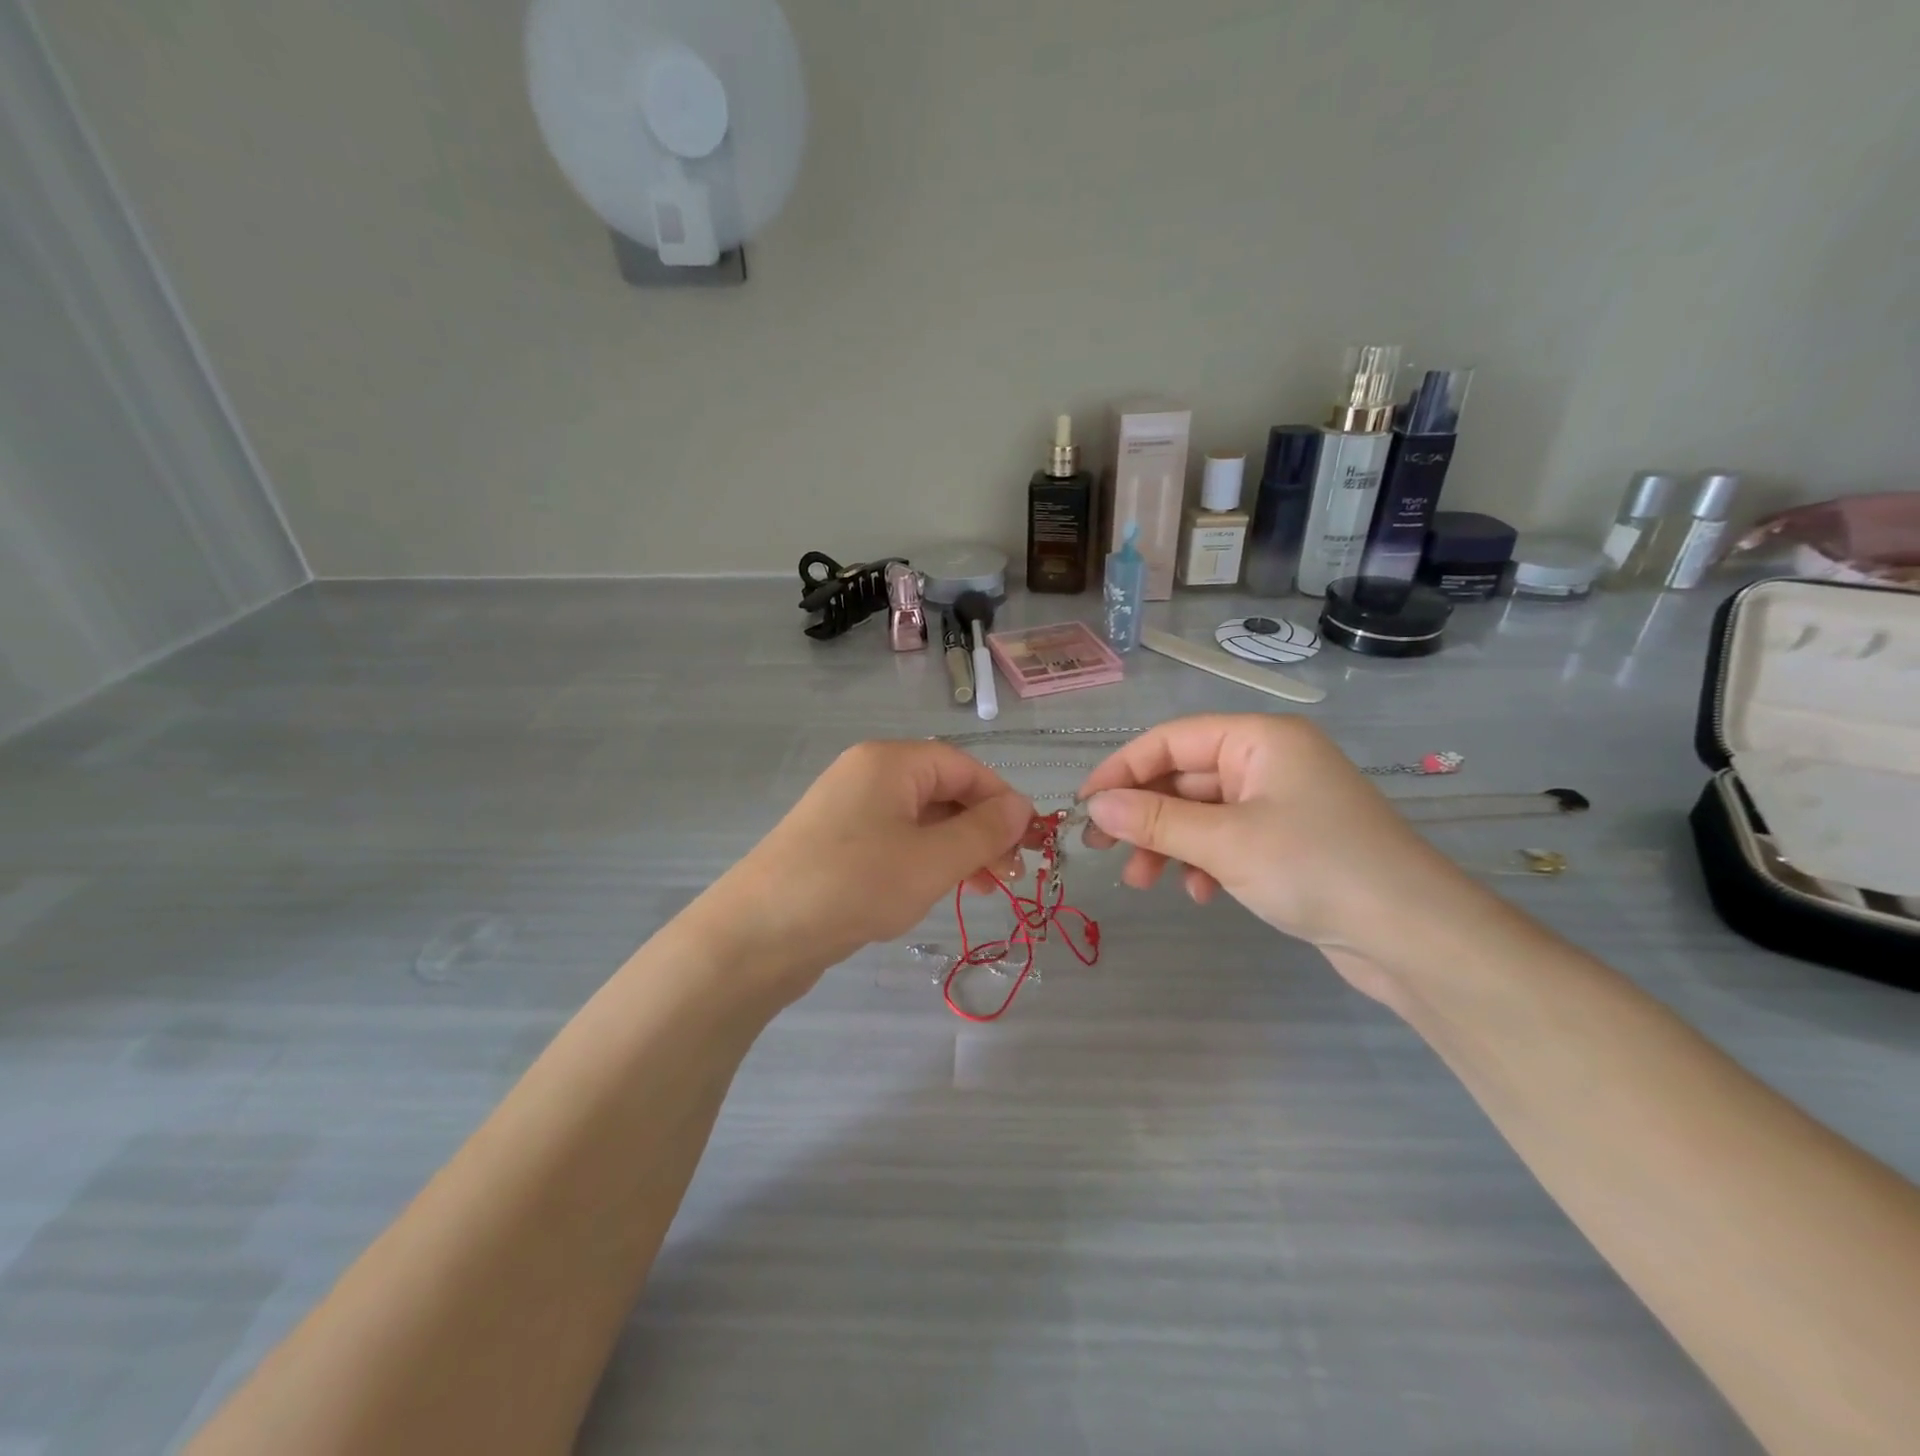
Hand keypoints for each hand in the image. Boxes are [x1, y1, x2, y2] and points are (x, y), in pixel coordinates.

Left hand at [701, 741, 1034, 999]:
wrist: (757, 934)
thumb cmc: (855, 884)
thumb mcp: (932, 860)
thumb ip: (984, 831)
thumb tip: (1021, 807)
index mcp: (890, 762)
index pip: (964, 766)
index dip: (1002, 800)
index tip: (1029, 843)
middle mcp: (867, 775)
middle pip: (942, 792)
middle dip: (981, 831)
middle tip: (1009, 876)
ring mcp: (846, 810)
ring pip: (919, 821)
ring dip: (957, 850)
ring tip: (982, 891)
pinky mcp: (834, 844)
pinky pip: (893, 842)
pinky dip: (923, 862)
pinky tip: (935, 892)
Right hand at [1078, 715, 1477, 997]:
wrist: (1415, 937)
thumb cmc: (1316, 868)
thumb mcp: (1225, 842)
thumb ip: (1154, 820)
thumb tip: (1095, 806)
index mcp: (1260, 740)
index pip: (1171, 740)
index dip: (1122, 769)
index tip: (1084, 805)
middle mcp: (1269, 762)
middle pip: (1184, 777)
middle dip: (1144, 815)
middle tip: (1103, 849)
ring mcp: (1281, 803)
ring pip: (1202, 813)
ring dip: (1168, 844)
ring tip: (1142, 883)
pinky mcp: (1289, 843)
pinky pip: (1228, 840)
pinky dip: (1205, 862)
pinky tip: (1201, 894)